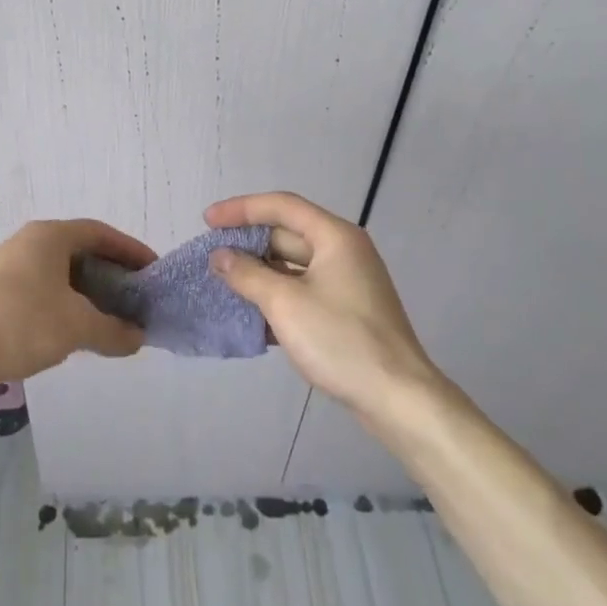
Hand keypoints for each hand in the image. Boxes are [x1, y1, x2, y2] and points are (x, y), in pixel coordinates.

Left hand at [0, 219, 152, 391]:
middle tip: (135, 297)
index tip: (152, 271)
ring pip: (60, 271)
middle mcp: (30, 240)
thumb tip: (139, 338)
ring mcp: (9, 263)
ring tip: (108, 316)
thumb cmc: (20, 323)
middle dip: (111, 273)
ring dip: (87, 290)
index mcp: (51, 235)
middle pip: (81, 250)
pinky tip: (71, 328)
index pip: (101, 233)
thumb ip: (113, 331)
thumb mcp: (76, 327)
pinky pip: (42, 286)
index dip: (130, 250)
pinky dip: (64, 301)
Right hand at [205, 191, 439, 420]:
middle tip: (212, 255)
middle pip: (287, 234)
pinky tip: (251, 315)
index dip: (240, 209)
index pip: (281, 206)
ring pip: (294, 266)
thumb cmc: (341, 340)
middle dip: (248, 243)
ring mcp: (348, 282)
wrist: (398, 399)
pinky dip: (277, 296)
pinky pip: (304, 291)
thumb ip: (247, 275)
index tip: (208, 221)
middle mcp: (343, 251)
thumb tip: (220, 256)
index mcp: (334, 236)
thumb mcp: (285, 303)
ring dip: (260, 273)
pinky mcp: (347, 311)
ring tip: (224, 283)